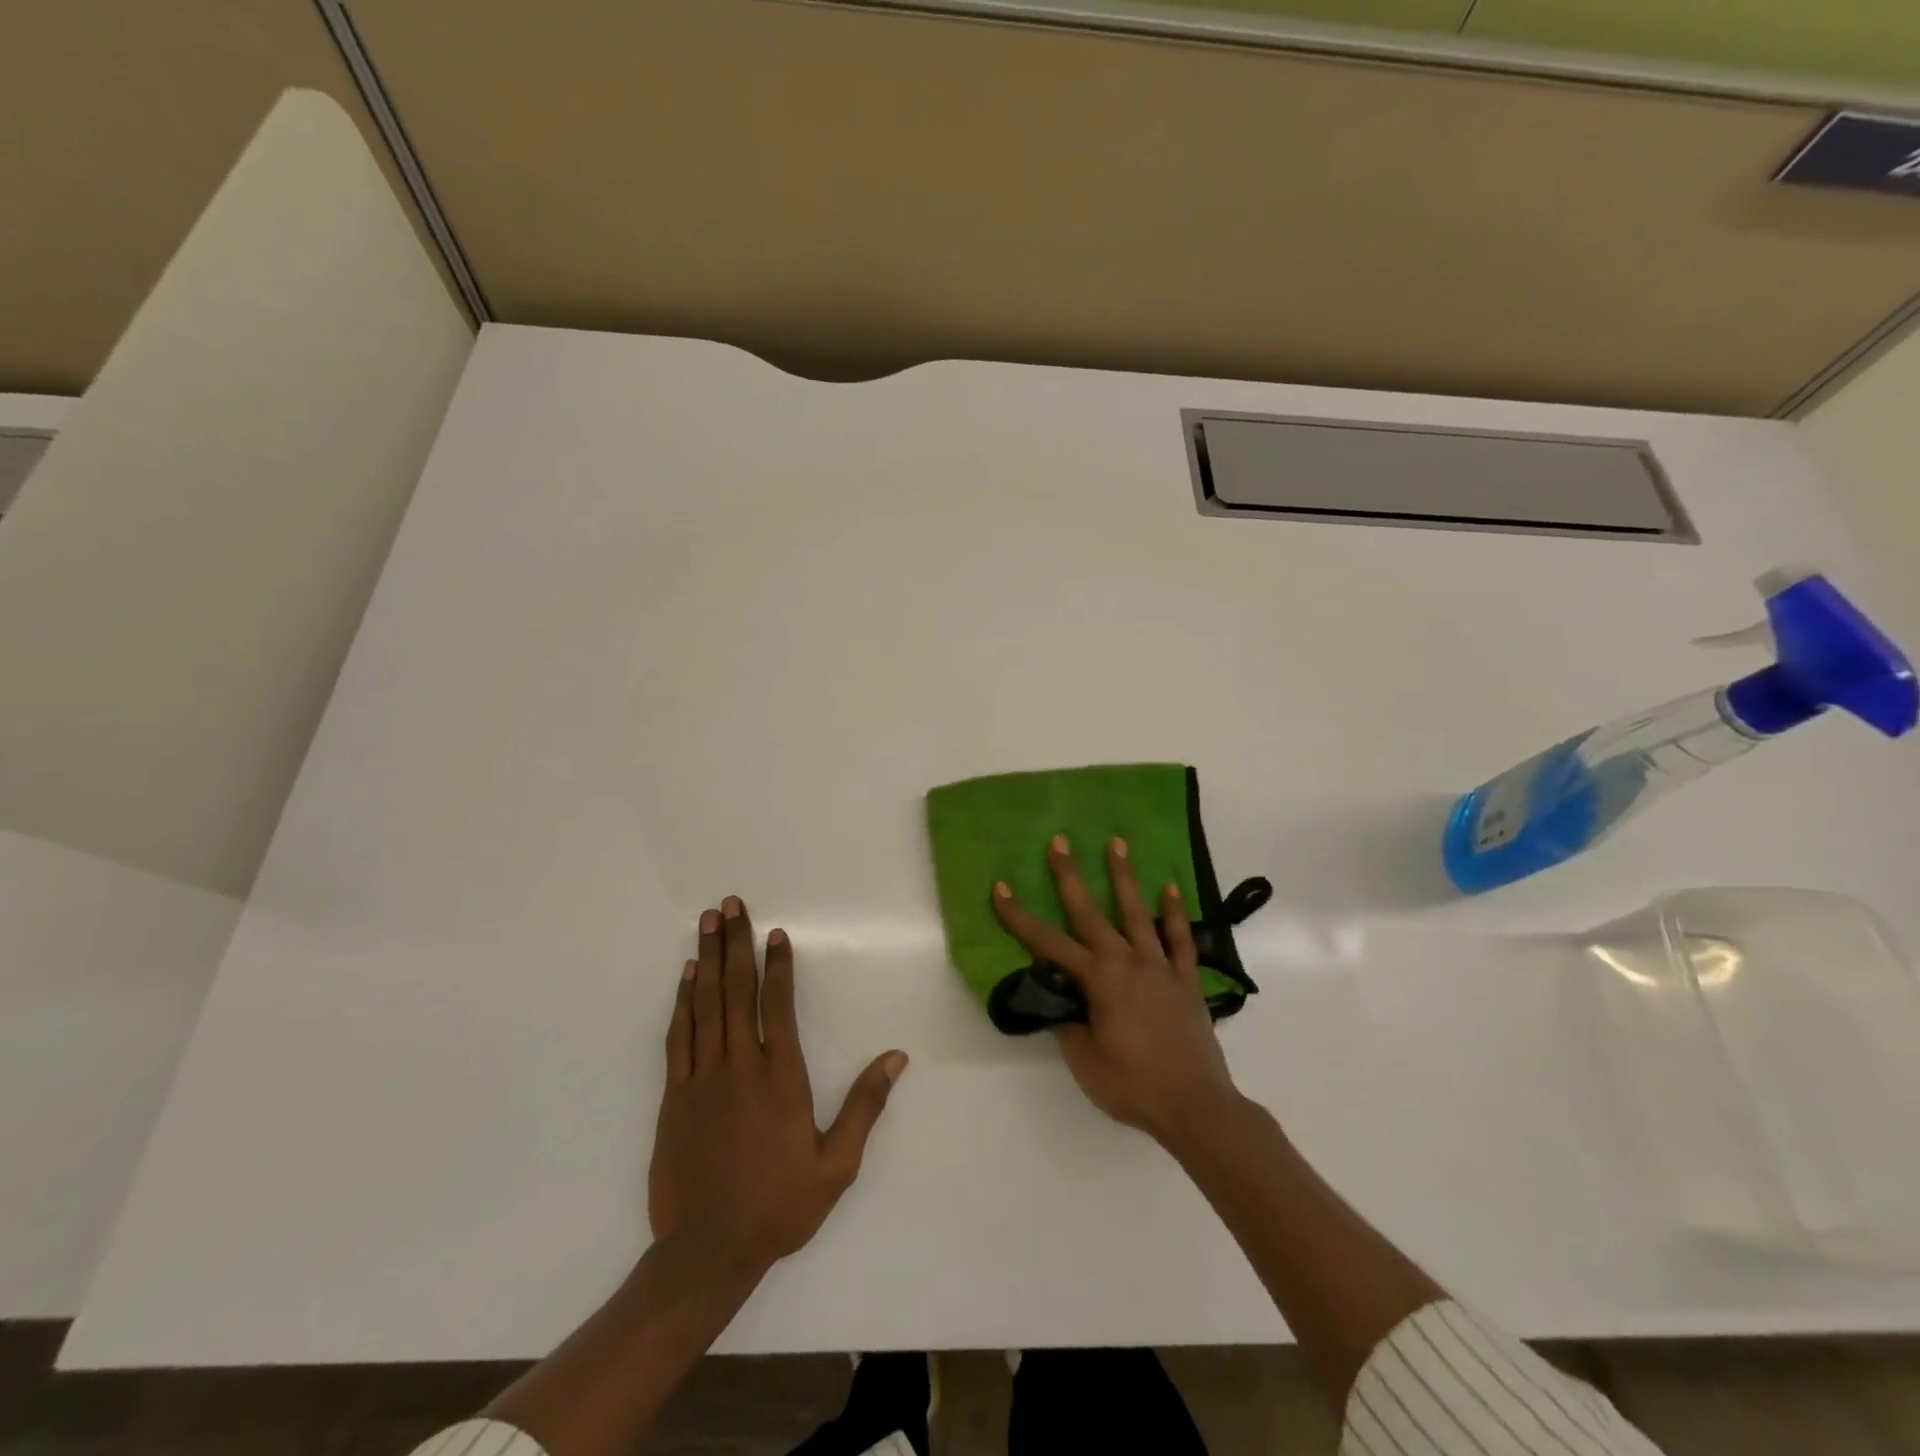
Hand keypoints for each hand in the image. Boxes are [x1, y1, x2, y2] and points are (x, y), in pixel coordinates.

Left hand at [648, 896, 907, 1273]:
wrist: (706, 1252)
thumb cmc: (778, 1206)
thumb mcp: (836, 1165)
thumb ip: (865, 1106)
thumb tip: (896, 1058)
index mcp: (780, 1078)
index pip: (778, 1005)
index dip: (778, 965)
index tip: (776, 933)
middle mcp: (739, 1066)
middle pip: (737, 991)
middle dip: (736, 944)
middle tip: (730, 905)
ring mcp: (701, 1078)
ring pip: (705, 1004)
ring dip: (708, 959)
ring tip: (708, 923)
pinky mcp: (673, 1096)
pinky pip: (678, 1036)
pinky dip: (682, 1001)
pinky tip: (686, 976)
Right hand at [993, 836, 1240, 1147]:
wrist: (1195, 1107)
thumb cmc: (1133, 1086)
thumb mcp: (1085, 1061)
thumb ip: (1068, 1023)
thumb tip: (1059, 998)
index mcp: (1098, 980)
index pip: (1047, 943)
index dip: (1019, 917)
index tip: (1000, 888)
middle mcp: (1127, 962)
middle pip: (1091, 913)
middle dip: (1070, 876)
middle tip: (1060, 840)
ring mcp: (1160, 967)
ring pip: (1137, 913)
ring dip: (1125, 877)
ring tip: (1117, 843)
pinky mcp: (1186, 979)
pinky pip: (1180, 939)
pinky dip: (1174, 913)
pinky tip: (1170, 888)